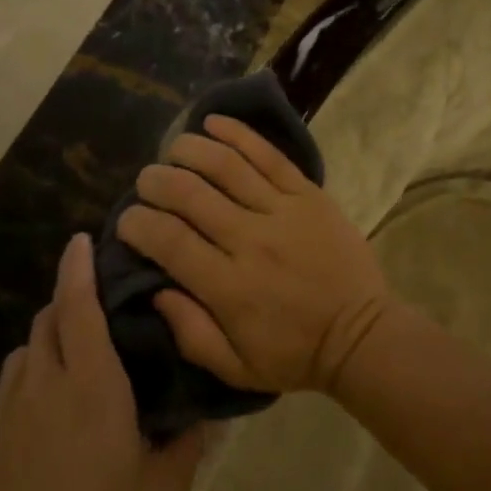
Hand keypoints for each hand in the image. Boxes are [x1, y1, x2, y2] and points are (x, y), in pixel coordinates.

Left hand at [0, 234, 203, 490]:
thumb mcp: (166, 488)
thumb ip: (186, 436)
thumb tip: (204, 405)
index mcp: (91, 386)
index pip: (79, 306)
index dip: (79, 267)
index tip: (83, 240)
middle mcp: (41, 386)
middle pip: (47, 320)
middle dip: (69, 303)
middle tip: (99, 314)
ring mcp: (4, 415)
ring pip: (24, 354)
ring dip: (49, 344)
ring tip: (76, 368)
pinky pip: (8, 391)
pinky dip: (30, 382)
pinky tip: (49, 421)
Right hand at [118, 114, 394, 394]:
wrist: (363, 336)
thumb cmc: (295, 356)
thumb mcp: (235, 368)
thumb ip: (189, 332)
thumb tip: (154, 288)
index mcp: (228, 286)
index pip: (168, 240)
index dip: (137, 223)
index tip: (127, 221)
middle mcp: (250, 240)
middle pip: (190, 194)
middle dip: (156, 181)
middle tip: (145, 182)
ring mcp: (282, 211)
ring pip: (225, 166)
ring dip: (190, 150)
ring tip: (173, 150)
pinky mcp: (309, 195)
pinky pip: (269, 156)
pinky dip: (238, 134)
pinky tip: (213, 122)